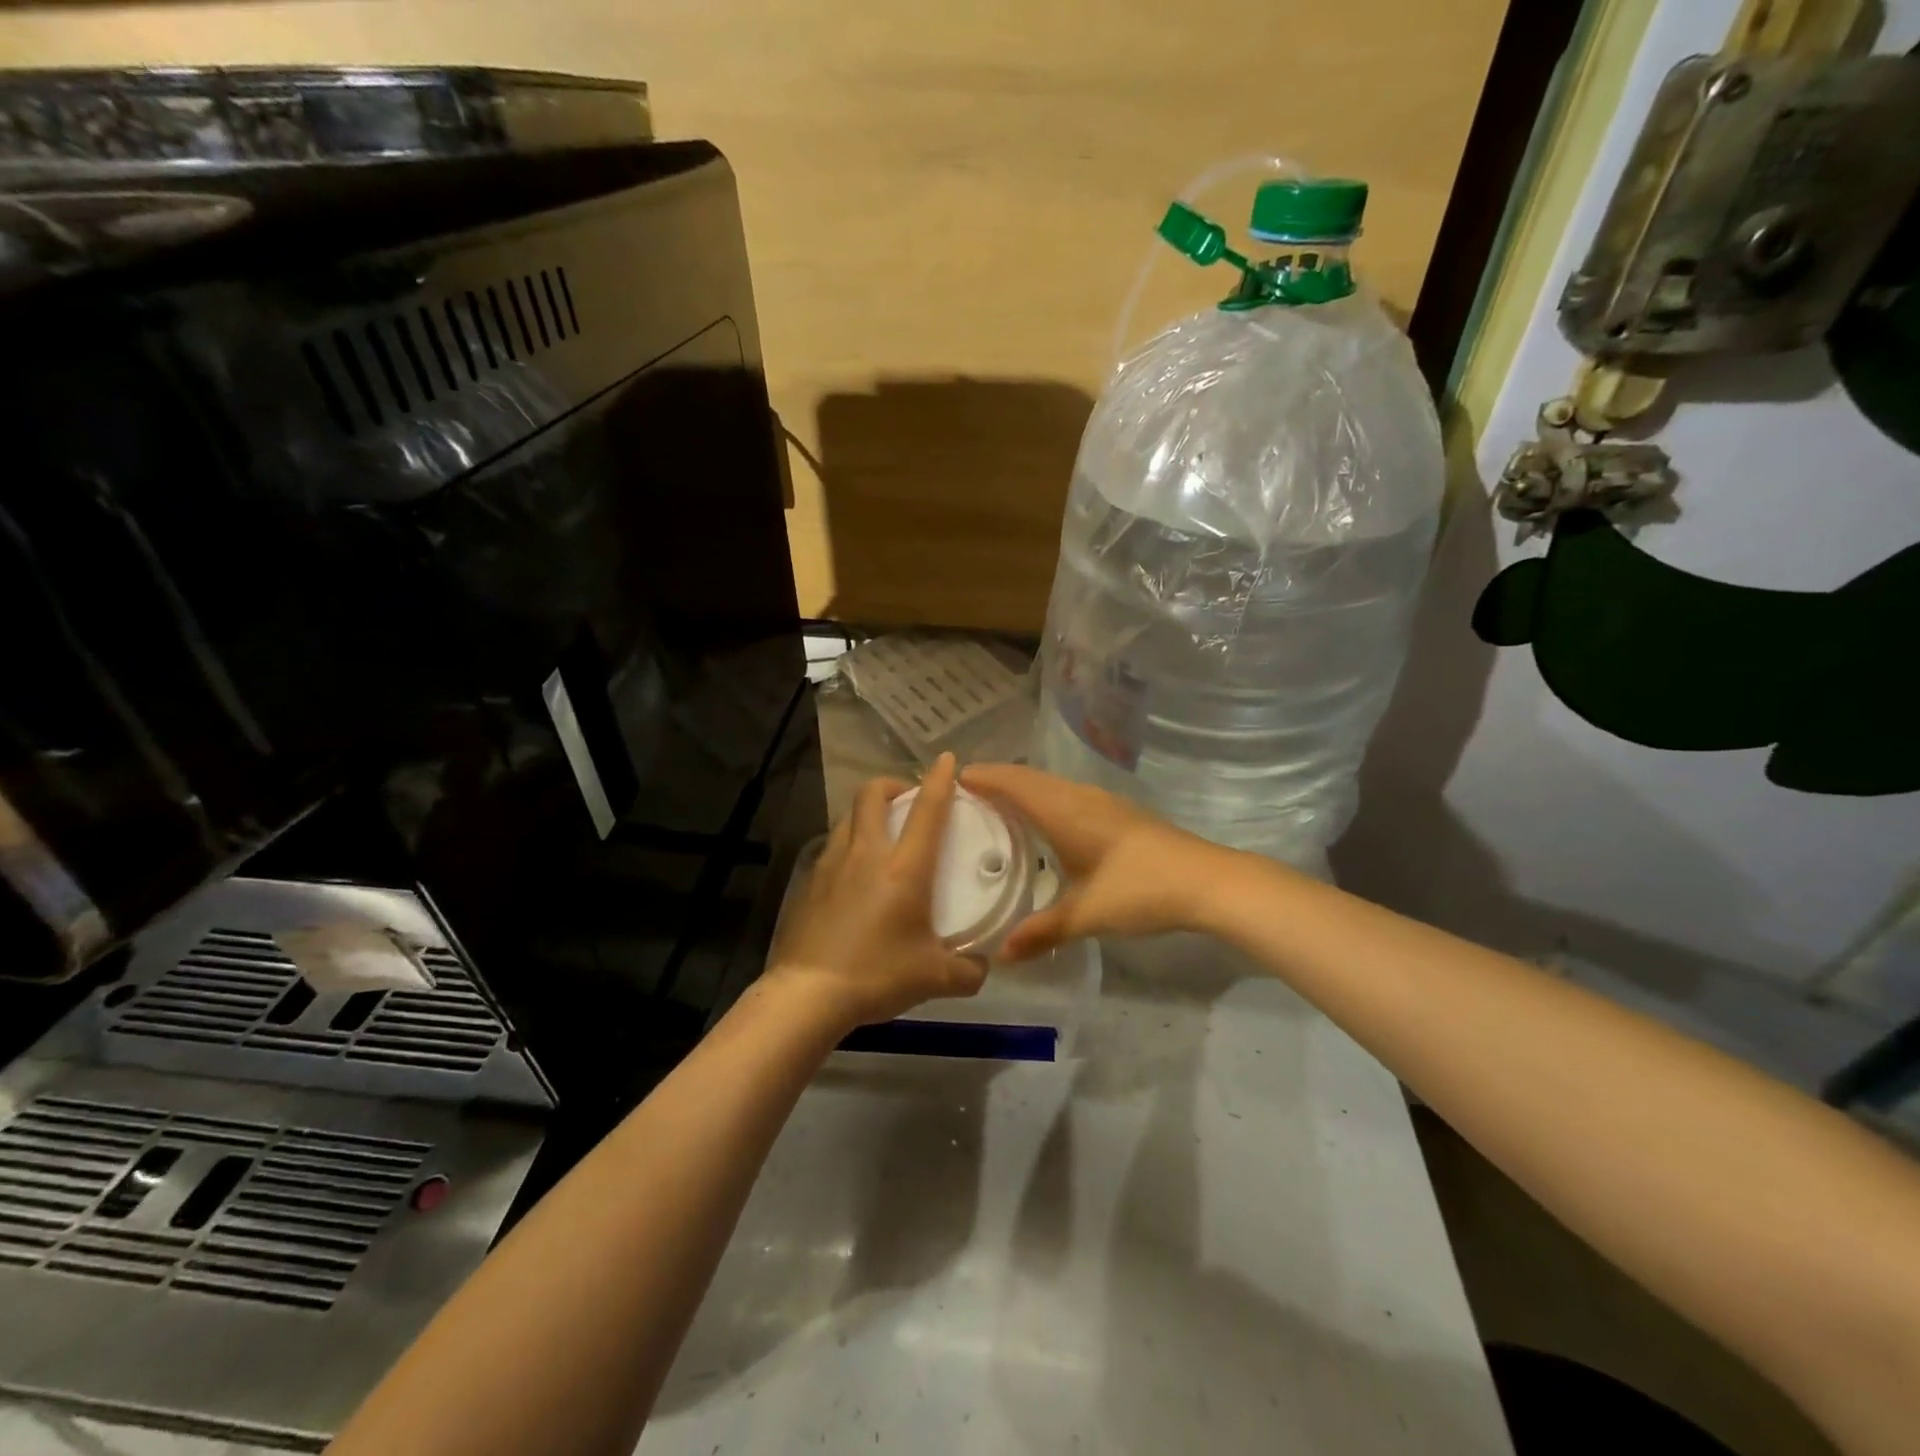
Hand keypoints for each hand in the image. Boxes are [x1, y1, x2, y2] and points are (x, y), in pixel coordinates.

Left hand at [767, 753, 988, 1031]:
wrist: (808, 994)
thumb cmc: (877, 975)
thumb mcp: (935, 978)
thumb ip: (969, 970)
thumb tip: (984, 966)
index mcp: (904, 868)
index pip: (928, 810)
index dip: (940, 780)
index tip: (947, 760)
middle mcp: (867, 854)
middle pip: (873, 795)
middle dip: (892, 784)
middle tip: (908, 798)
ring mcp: (832, 864)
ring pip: (849, 816)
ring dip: (868, 812)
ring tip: (881, 832)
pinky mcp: (810, 881)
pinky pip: (832, 846)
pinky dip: (849, 843)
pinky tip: (855, 872)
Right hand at [960, 763, 1235, 958]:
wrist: (1208, 881)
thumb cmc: (1141, 890)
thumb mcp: (1087, 914)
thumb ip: (1043, 931)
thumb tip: (1001, 955)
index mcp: (1065, 811)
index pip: (1014, 783)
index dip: (983, 777)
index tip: (951, 780)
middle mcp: (1080, 797)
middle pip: (1029, 777)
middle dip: (996, 779)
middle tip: (964, 795)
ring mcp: (1103, 802)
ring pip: (1051, 784)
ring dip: (1022, 788)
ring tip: (995, 806)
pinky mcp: (1119, 814)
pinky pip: (1067, 795)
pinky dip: (1043, 798)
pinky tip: (1043, 823)